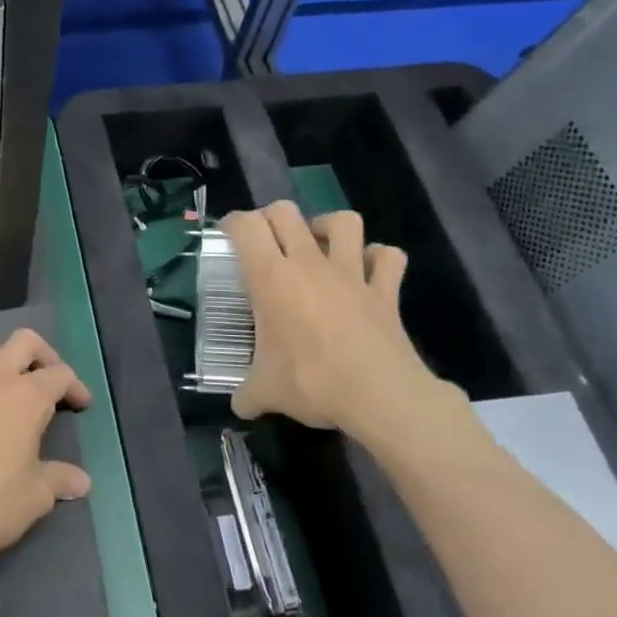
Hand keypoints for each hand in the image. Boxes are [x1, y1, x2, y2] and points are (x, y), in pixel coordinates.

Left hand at [0, 329, 91, 576]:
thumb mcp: (35, 497)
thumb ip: (59, 480)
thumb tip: (82, 482)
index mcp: (27, 397)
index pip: (61, 374)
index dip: (76, 387)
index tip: (81, 405)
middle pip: (24, 341)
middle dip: (43, 355)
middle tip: (48, 382)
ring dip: (3, 360)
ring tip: (8, 388)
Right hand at [220, 202, 459, 444]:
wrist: (380, 396)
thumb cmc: (312, 383)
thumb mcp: (266, 392)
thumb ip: (247, 394)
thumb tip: (239, 405)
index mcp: (271, 278)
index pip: (246, 227)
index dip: (232, 224)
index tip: (228, 239)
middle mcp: (309, 263)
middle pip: (286, 211)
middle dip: (271, 218)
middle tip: (265, 243)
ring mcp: (352, 273)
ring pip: (344, 221)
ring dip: (328, 226)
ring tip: (318, 245)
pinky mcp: (386, 289)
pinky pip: (388, 257)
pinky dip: (377, 258)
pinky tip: (366, 271)